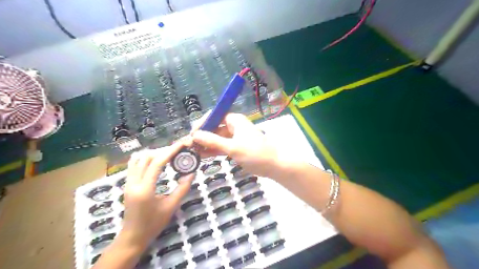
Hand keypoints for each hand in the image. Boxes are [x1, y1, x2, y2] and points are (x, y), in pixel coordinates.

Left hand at [122, 141, 194, 248]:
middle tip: (178, 150)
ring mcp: (127, 183)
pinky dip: (145, 158)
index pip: (157, 163)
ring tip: (168, 154)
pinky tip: (155, 159)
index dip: (170, 151)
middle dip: (163, 150)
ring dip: (153, 153)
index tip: (181, 144)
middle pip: (147, 157)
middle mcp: (133, 183)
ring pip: (138, 158)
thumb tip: (192, 173)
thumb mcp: (171, 206)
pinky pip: (133, 164)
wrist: (133, 237)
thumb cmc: (153, 224)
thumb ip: (182, 188)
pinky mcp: (127, 184)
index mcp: (145, 189)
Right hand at [191, 114, 280, 177]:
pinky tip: (202, 155)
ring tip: (193, 152)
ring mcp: (234, 137)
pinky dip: (213, 150)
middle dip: (202, 136)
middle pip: (214, 127)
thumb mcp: (233, 147)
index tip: (192, 135)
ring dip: (206, 144)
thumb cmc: (255, 153)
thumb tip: (195, 135)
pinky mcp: (235, 147)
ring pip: (216, 138)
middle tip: (189, 146)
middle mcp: (233, 126)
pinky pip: (221, 146)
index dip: (202, 124)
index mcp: (234, 120)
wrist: (274, 165)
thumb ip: (213, 141)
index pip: (214, 116)